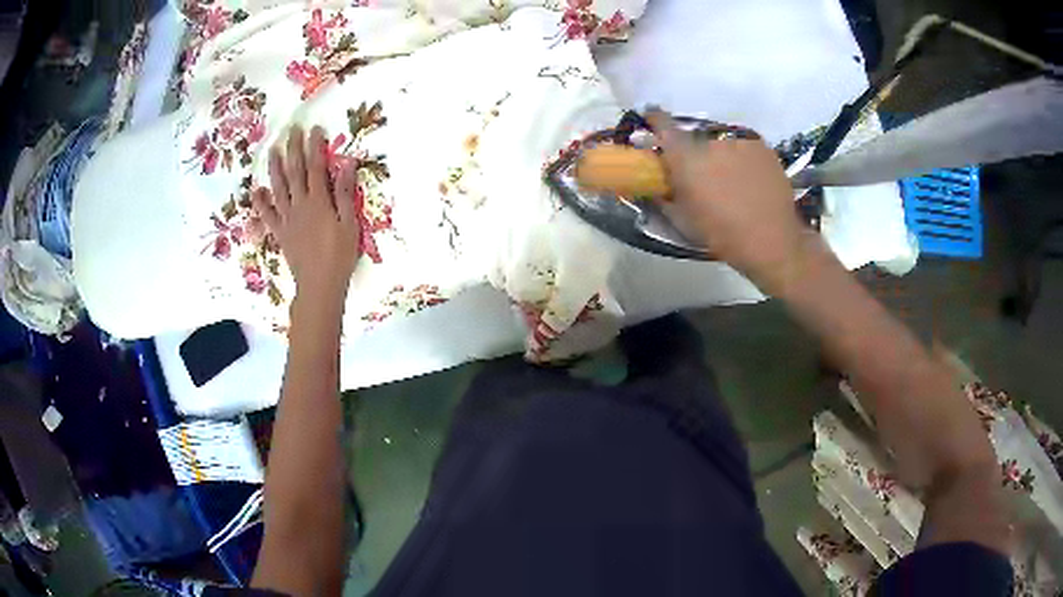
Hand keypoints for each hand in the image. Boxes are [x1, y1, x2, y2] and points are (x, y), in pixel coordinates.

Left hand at [252, 126, 360, 305]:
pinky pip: (267, 215)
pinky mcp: (280, 233)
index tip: (313, 129)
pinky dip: (260, 202)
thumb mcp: (349, 223)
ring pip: (278, 188)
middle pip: (295, 172)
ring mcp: (287, 219)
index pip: (315, 167)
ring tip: (272, 150)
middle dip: (293, 149)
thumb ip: (345, 192)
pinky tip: (256, 190)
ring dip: (275, 168)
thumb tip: (347, 163)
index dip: (314, 147)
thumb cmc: (339, 255)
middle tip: (291, 130)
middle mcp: (299, 205)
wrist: (319, 285)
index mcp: (318, 202)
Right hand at [648, 110, 821, 293]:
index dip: (656, 120)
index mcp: (686, 158)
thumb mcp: (684, 221)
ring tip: (731, 179)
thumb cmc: (723, 236)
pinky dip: (742, 157)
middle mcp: (710, 142)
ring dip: (720, 154)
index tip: (652, 119)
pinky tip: (749, 178)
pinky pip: (744, 146)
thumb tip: (655, 184)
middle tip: (703, 173)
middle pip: (695, 138)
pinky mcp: (761, 146)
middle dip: (695, 151)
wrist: (772, 241)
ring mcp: (739, 141)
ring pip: (722, 142)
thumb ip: (665, 196)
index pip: (663, 125)